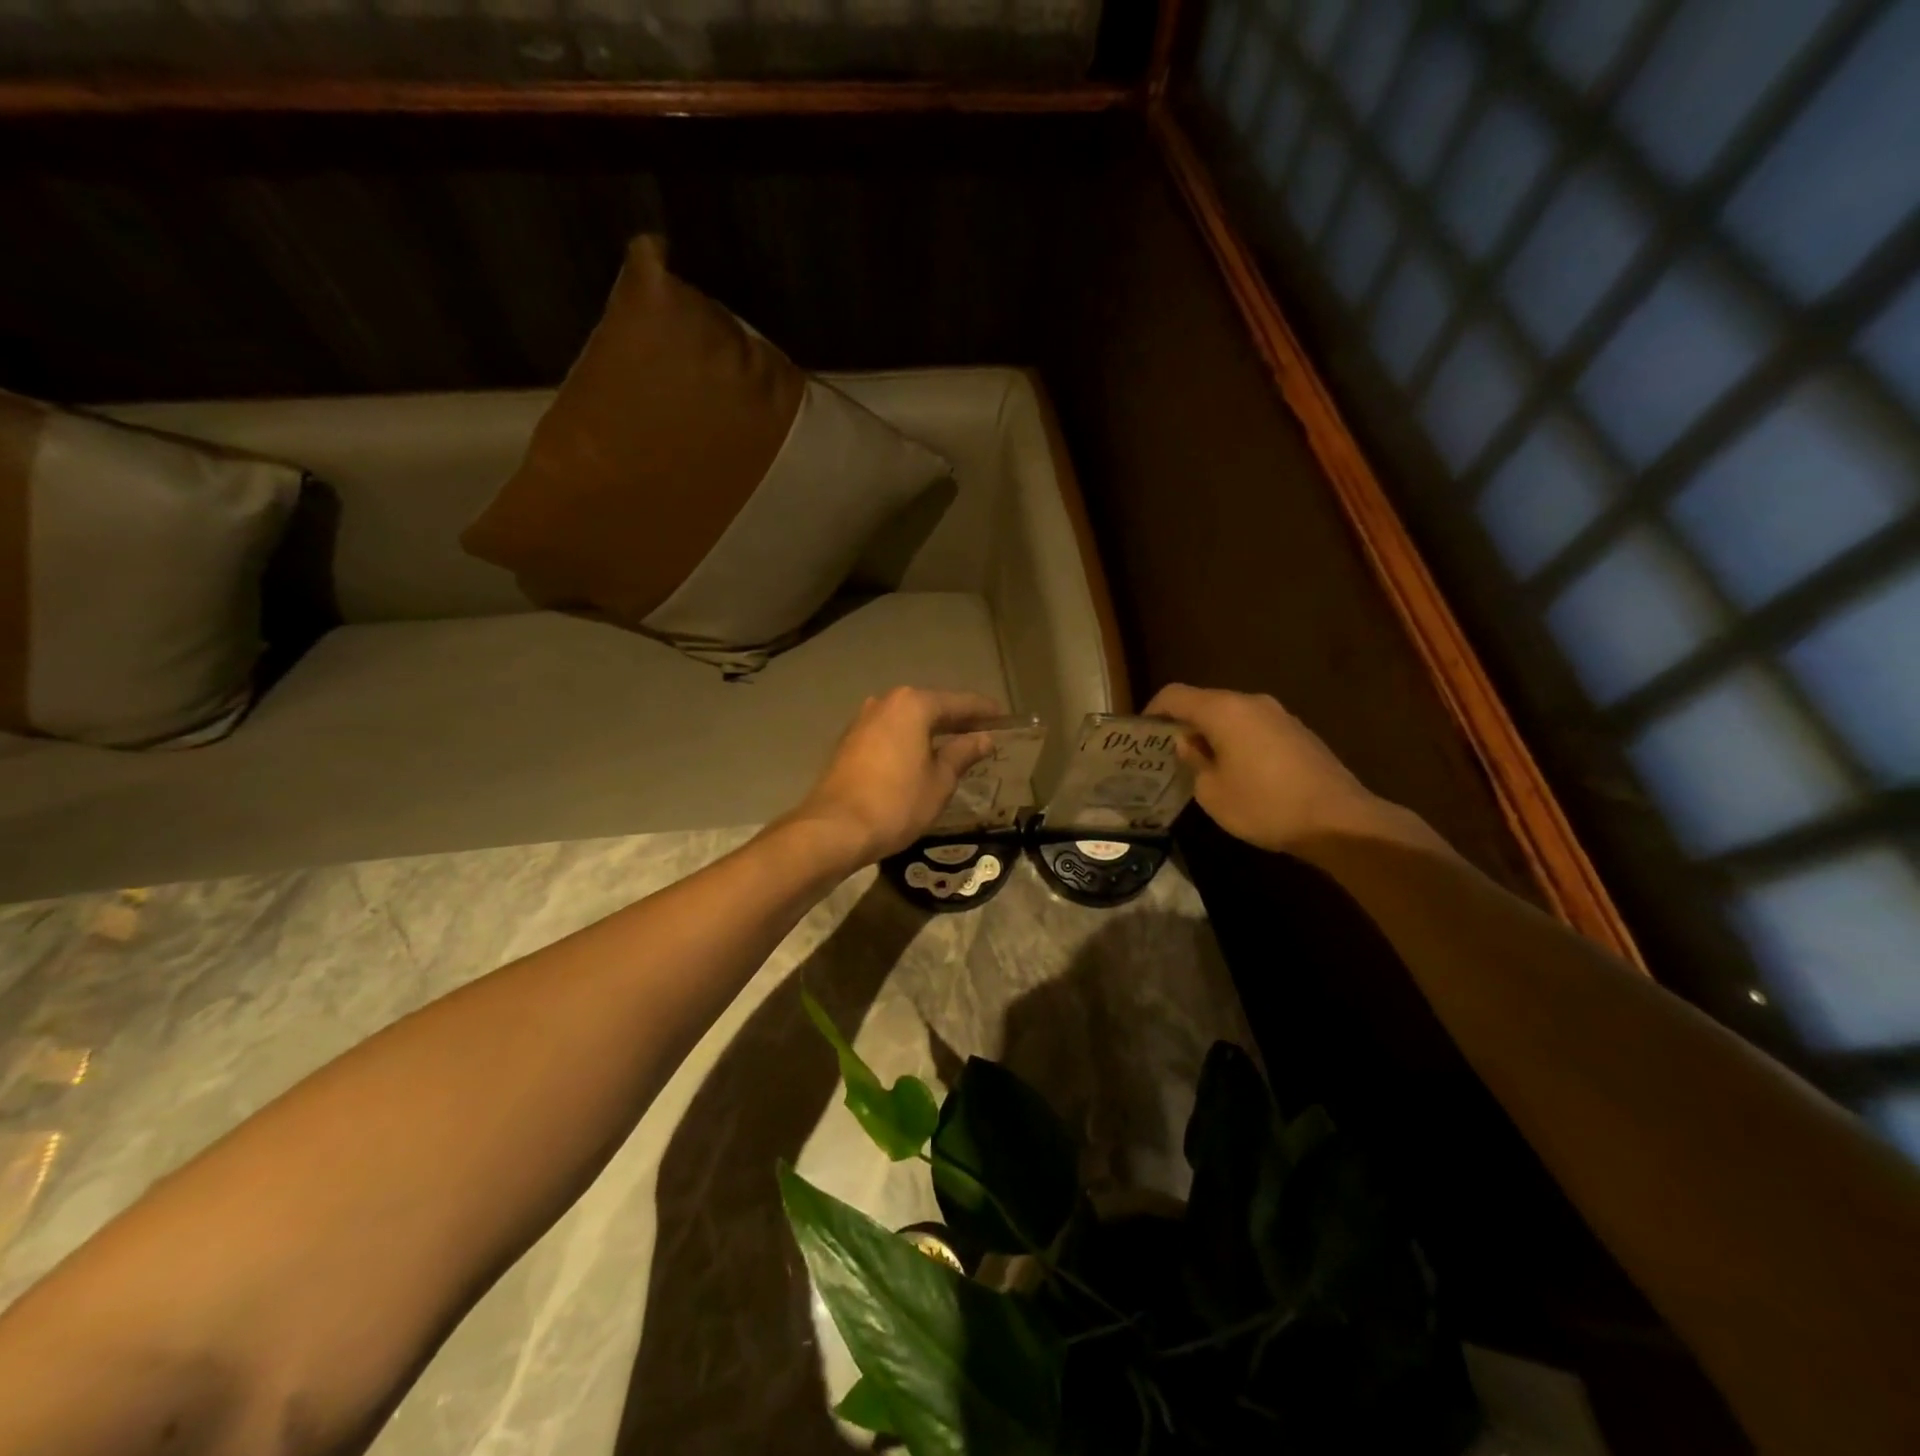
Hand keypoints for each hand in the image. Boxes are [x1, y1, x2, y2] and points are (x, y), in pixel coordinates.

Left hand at [785, 688, 1003, 866]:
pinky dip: (910, 741)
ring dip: (932, 731)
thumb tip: (983, 739)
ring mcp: (863, 721)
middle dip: (958, 720)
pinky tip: (922, 758)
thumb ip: (962, 754)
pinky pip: (890, 733)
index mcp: (913, 705)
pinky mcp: (849, 742)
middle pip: (931, 706)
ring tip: (956, 747)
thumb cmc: (897, 803)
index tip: (1005, 719)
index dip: (984, 711)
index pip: (959, 702)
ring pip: (908, 720)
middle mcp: (886, 703)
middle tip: (985, 734)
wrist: (834, 828)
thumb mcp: (940, 781)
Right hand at [1145, 684, 1389, 852]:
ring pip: (1231, 715)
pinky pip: (1254, 727)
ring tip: (1200, 764)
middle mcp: (1251, 702)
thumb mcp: (1212, 792)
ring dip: (1212, 733)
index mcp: (1224, 710)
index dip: (1152, 711)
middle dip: (1183, 724)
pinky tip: (1237, 771)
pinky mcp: (1297, 732)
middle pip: (1205, 702)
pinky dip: (1237, 741)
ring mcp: (1279, 715)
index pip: (1175, 695)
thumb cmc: (1264, 805)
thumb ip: (1194, 761)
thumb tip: (1189, 743)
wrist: (1339, 821)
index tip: (1142, 735)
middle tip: (1167, 753)